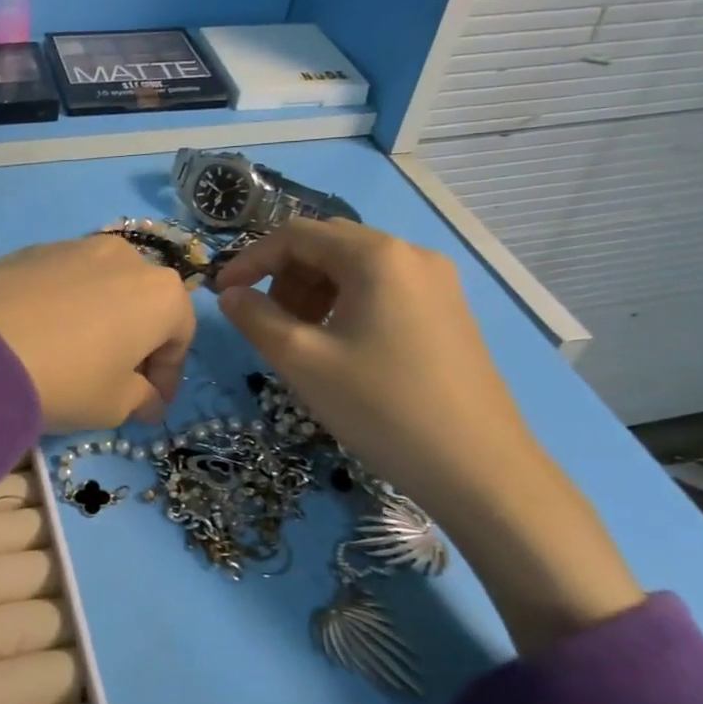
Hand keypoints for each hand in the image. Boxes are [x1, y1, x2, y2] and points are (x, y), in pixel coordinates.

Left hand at [0, 235, 195, 433]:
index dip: (168, 376)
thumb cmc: (67, 379)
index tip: (151, 405)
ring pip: (102, 288)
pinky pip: (62, 281)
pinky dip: (63, 306)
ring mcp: (76, 246)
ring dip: (99, 320)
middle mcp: (126, 257)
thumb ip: (142, 399)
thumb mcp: (115, 404)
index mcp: (161, 293)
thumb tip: (149, 400)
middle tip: (116, 380)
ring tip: (74, 355)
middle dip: (135, 343)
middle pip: (142, 305)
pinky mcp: (32, 248)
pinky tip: (39, 335)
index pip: (180, 337)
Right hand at [214, 220, 642, 654]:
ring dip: (314, 292)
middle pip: (328, 245)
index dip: (250, 259)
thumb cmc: (381, 408)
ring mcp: (437, 283)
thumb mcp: (301, 360)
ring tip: (300, 339)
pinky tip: (340, 347)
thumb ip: (255, 317)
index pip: (296, 234)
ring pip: (355, 269)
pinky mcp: (448, 311)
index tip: (223, 294)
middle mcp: (411, 255)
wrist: (479, 469)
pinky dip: (346, 305)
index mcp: (376, 255)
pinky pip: (382, 290)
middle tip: (265, 322)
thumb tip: (231, 294)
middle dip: (284, 276)